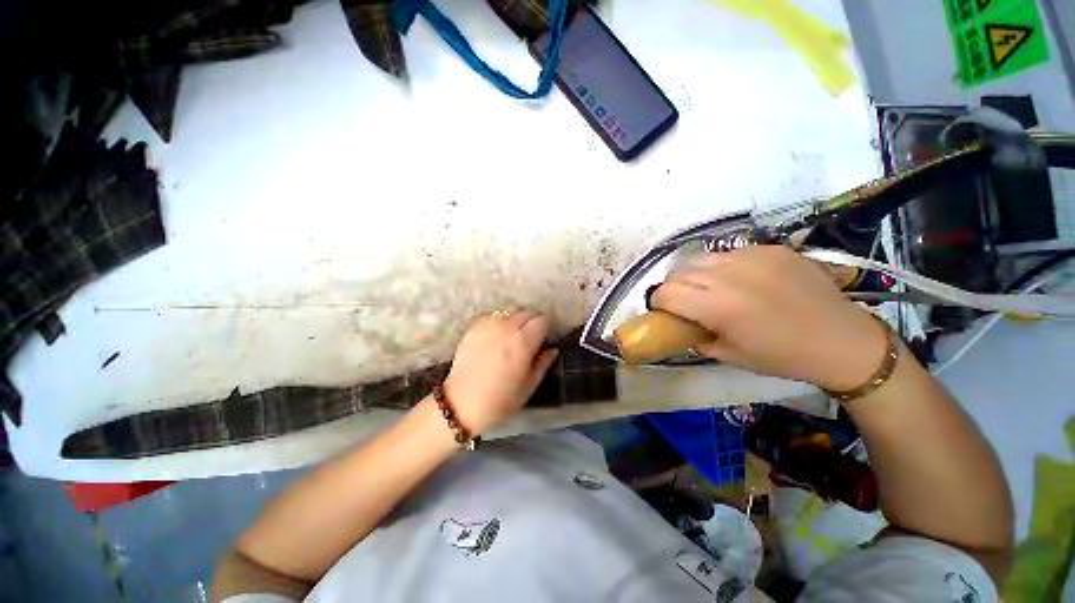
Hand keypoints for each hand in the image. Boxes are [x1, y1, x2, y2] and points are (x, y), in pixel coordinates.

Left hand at [444, 309, 558, 433]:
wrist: (461, 404)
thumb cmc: (500, 401)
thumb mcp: (529, 386)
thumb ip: (543, 364)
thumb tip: (552, 349)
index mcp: (524, 342)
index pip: (542, 320)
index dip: (546, 327)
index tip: (545, 337)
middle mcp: (507, 327)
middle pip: (526, 312)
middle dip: (532, 321)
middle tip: (530, 337)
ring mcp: (488, 326)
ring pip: (509, 311)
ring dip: (516, 319)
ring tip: (513, 334)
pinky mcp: (473, 328)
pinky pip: (492, 316)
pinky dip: (499, 321)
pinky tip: (496, 336)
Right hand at [651, 246, 887, 391]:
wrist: (842, 340)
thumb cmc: (782, 356)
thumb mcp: (729, 355)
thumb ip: (696, 337)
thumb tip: (680, 324)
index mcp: (719, 308)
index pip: (666, 293)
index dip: (658, 302)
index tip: (662, 310)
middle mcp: (730, 277)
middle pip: (678, 272)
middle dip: (673, 287)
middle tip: (684, 301)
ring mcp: (752, 257)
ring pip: (700, 258)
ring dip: (695, 274)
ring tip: (709, 288)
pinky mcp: (771, 249)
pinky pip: (730, 253)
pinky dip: (723, 266)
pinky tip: (739, 280)